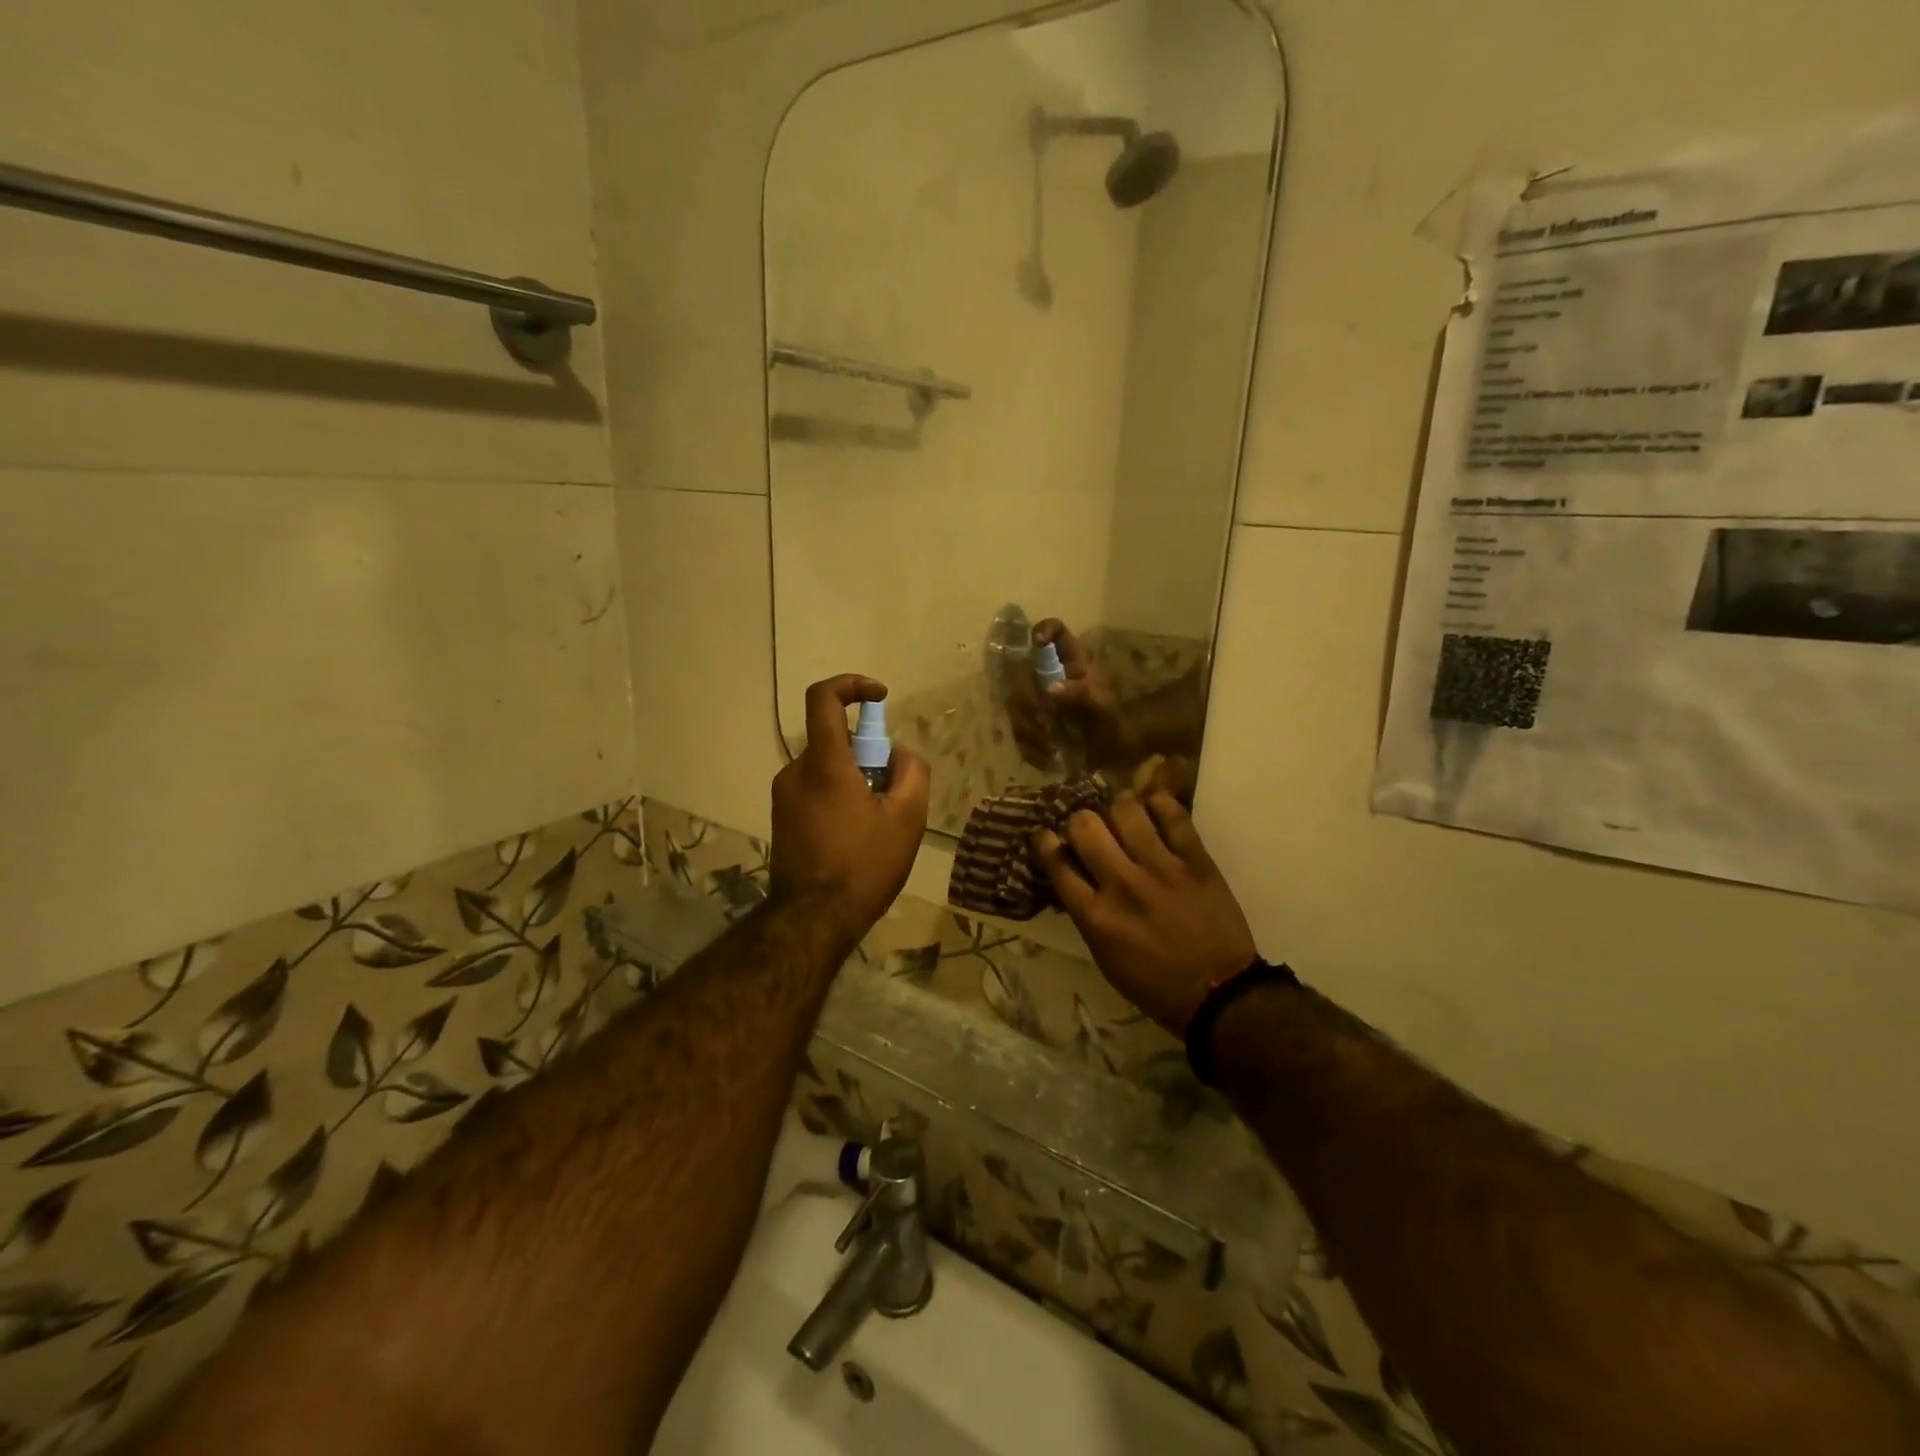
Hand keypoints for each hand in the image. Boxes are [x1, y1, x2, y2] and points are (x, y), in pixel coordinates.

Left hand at [770, 675, 930, 945]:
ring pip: (827, 768)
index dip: (852, 685)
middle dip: (868, 754)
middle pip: (834, 740)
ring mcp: (784, 797)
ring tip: (878, 824)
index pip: (824, 698)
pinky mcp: (782, 819)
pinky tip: (857, 838)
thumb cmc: (863, 865)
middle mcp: (796, 772)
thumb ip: (912, 772)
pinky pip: (816, 791)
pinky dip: (840, 798)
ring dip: (855, 780)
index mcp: (824, 763)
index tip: (880, 697)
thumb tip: (900, 753)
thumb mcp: (908, 818)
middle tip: (893, 792)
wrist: (813, 921)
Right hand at [1007, 620, 1130, 770]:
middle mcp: (1050, 676)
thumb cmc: (1115, 722)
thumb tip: (1050, 689)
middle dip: (1029, 701)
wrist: (1116, 752)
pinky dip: (1031, 748)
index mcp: (1071, 663)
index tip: (1038, 642)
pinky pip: (1019, 732)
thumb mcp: (1102, 707)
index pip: (1056, 631)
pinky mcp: (1033, 725)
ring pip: (1015, 706)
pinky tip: (1048, 758)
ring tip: (1052, 747)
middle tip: (1046, 723)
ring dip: (1030, 730)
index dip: (1044, 630)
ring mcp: (1038, 700)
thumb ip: (1079, 696)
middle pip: (1022, 673)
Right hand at [1033, 791, 1255, 1035]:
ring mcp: (1161, 869)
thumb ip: (1087, 913)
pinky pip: (1174, 816)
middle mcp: (1122, 885)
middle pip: (1085, 826)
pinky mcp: (1196, 861)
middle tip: (1089, 827)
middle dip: (1080, 821)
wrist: (1220, 993)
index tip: (1046, 835)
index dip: (1046, 842)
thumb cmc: (1155, 984)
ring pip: (1126, 810)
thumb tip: (1074, 876)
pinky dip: (1159, 805)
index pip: (1057, 863)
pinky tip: (1154, 807)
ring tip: (1122, 814)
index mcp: (1096, 916)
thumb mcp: (1105, 957)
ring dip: (1118, 807)